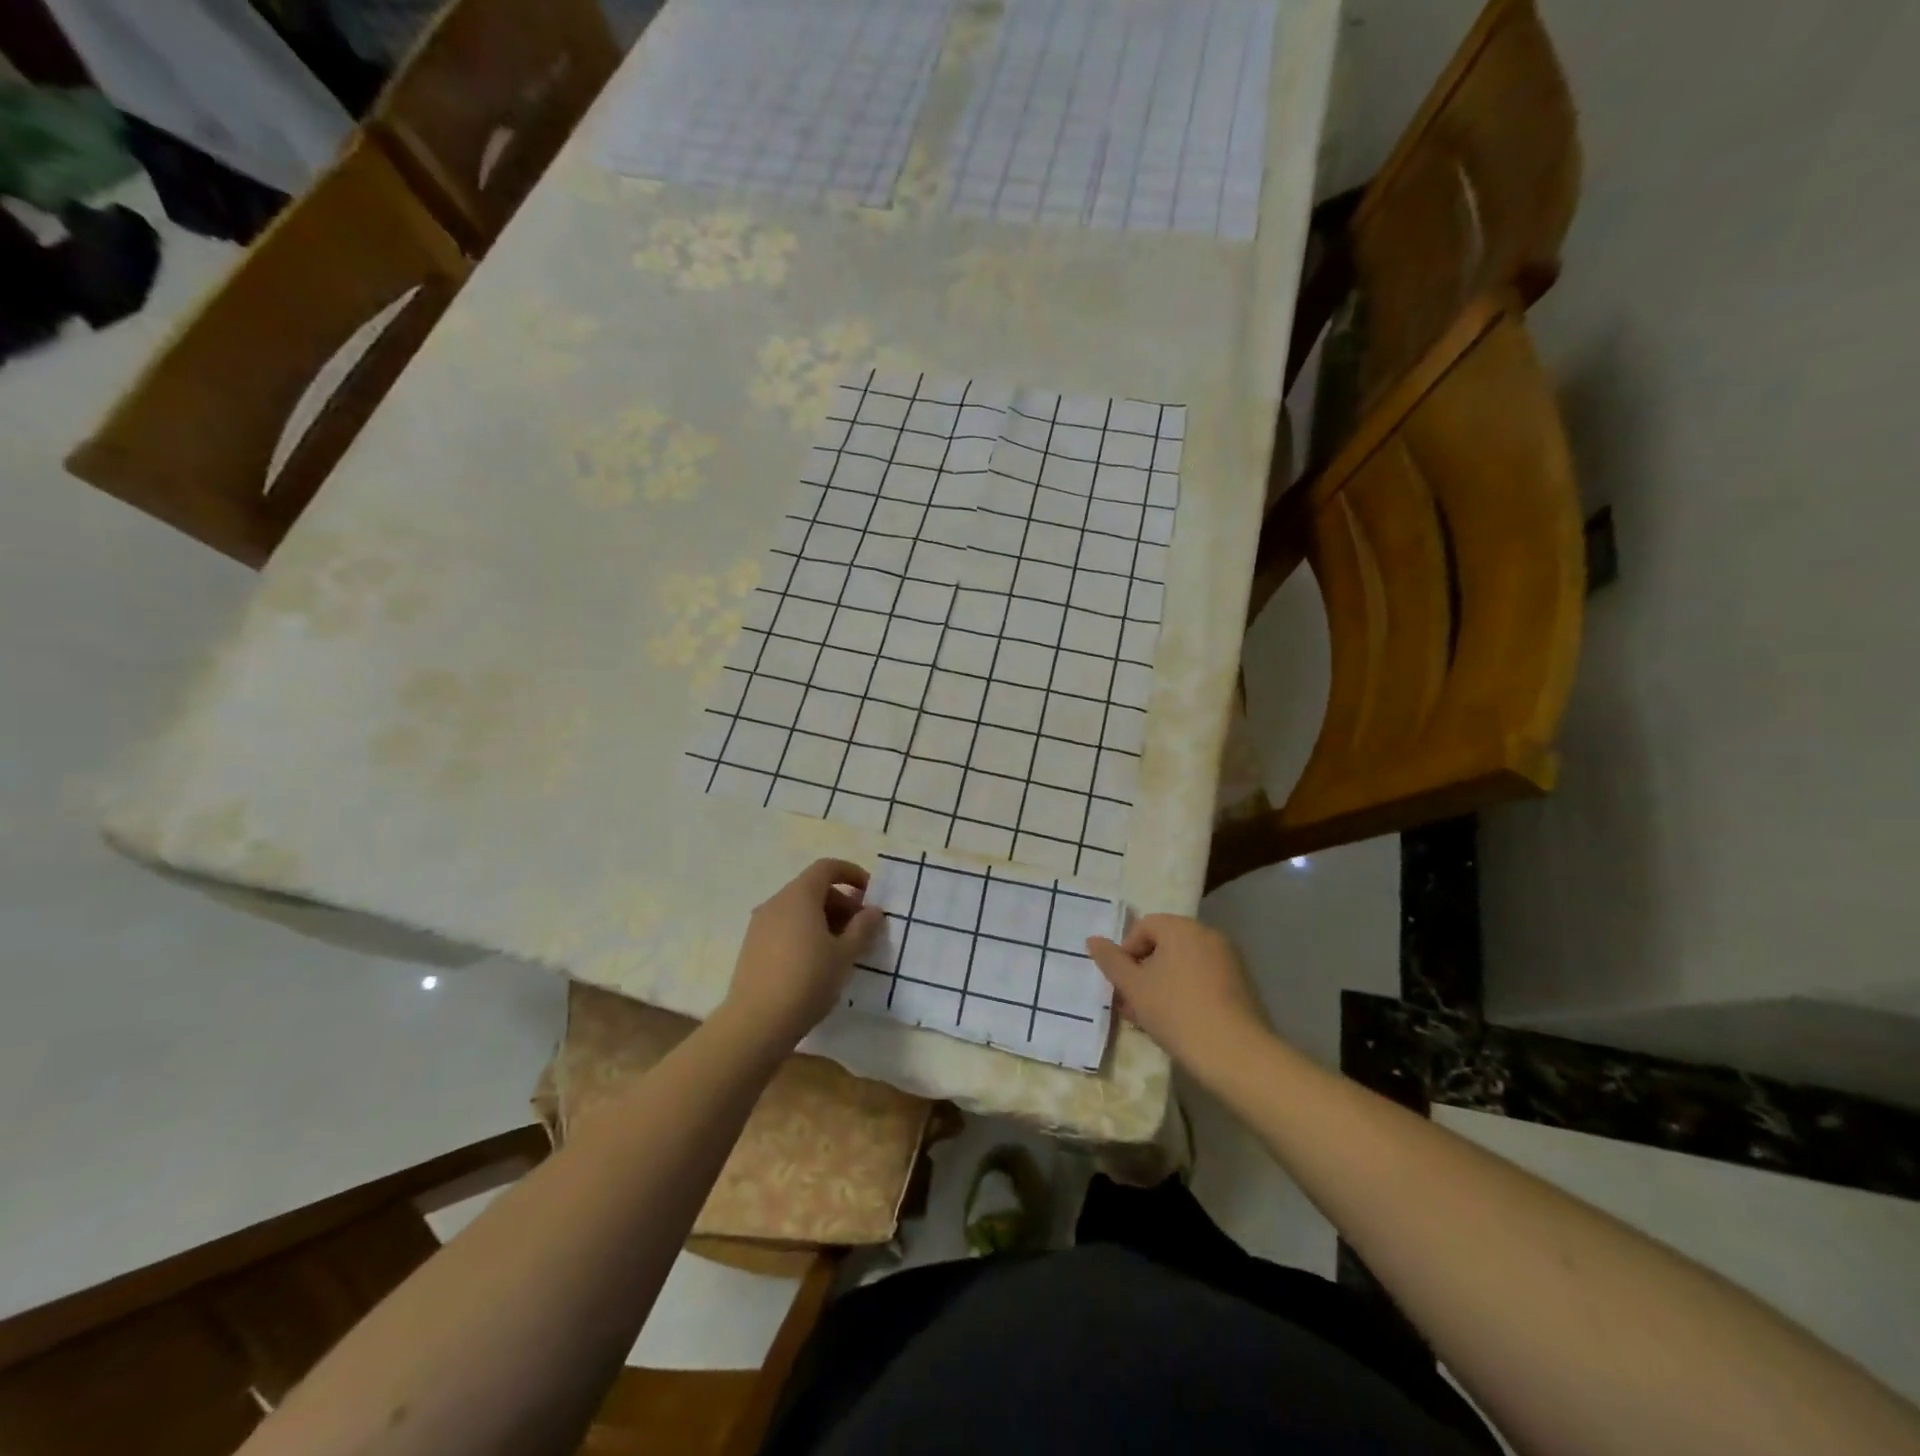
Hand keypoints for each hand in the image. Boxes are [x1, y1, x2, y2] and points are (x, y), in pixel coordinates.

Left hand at [720, 858, 883, 1051]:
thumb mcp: (845, 954)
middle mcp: (776, 902)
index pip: (827, 868)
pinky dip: (805, 933)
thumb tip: (873, 910)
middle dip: (842, 902)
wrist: (756, 1023)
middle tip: (862, 929)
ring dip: (824, 920)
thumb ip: (863, 928)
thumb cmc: (807, 980)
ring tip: (842, 949)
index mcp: (799, 896)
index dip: (851, 874)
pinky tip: (817, 963)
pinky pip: (785, 927)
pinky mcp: (752, 947)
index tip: (870, 894)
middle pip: (813, 889)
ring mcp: (760, 925)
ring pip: (798, 910)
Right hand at [1086, 915, 1271, 1078]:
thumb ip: (1110, 961)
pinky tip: (1179, 1023)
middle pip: (1165, 946)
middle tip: (1132, 1004)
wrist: (1235, 1054)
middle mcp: (1208, 935)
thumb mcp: (1134, 987)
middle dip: (1144, 972)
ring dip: (1162, 985)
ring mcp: (1229, 960)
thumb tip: (1093, 940)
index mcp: (1182, 928)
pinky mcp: (1242, 985)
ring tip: (1151, 1018)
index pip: (1144, 927)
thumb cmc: (1176, 1012)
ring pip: (1183, 965)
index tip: (1122, 984)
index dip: (1126, 953)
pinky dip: (1187, 993)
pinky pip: (1204, 979)